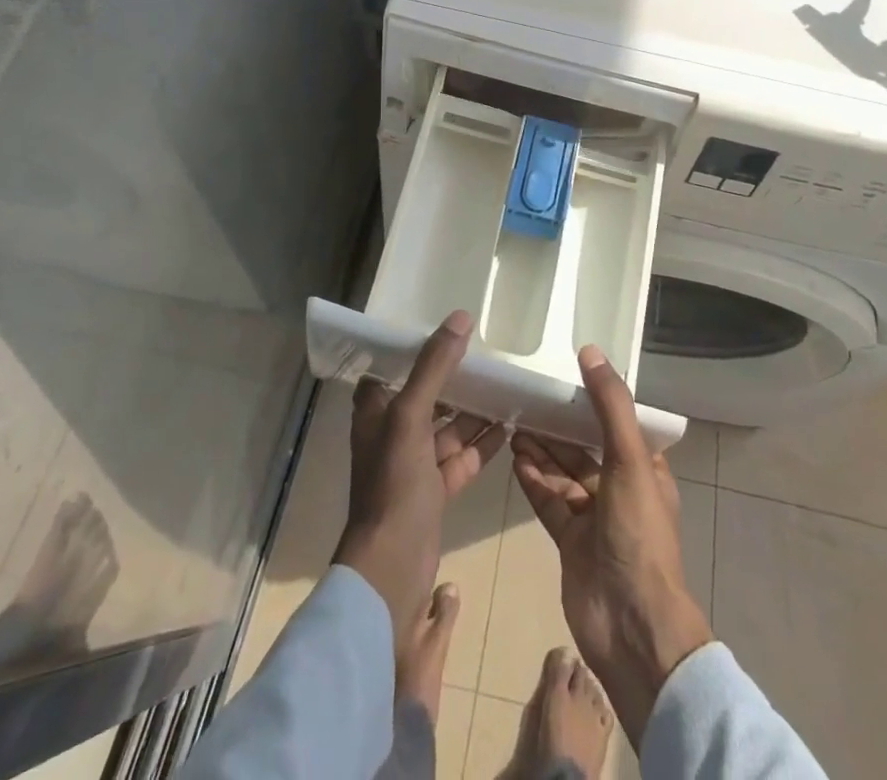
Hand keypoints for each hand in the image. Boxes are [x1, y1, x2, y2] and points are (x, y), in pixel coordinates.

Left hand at [333, 309, 506, 636]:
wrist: (393, 568)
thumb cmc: (394, 483)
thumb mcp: (411, 416)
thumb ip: (435, 367)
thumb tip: (461, 318)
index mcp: (376, 412)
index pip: (392, 368)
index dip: (414, 350)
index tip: (445, 329)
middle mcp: (392, 433)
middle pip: (426, 395)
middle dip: (454, 377)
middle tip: (487, 353)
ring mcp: (414, 464)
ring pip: (447, 427)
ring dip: (474, 410)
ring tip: (506, 385)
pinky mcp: (435, 491)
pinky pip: (462, 456)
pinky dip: (483, 443)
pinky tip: (510, 426)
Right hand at [511, 346, 713, 745]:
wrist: (631, 624)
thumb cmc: (638, 533)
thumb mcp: (630, 459)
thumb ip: (610, 405)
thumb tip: (590, 351)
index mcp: (646, 470)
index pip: (618, 424)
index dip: (594, 400)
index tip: (564, 374)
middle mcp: (621, 489)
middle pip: (585, 447)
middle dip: (559, 426)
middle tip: (527, 399)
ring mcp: (594, 518)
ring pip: (564, 473)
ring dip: (542, 450)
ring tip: (514, 423)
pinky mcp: (570, 541)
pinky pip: (549, 501)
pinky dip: (534, 480)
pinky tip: (515, 458)